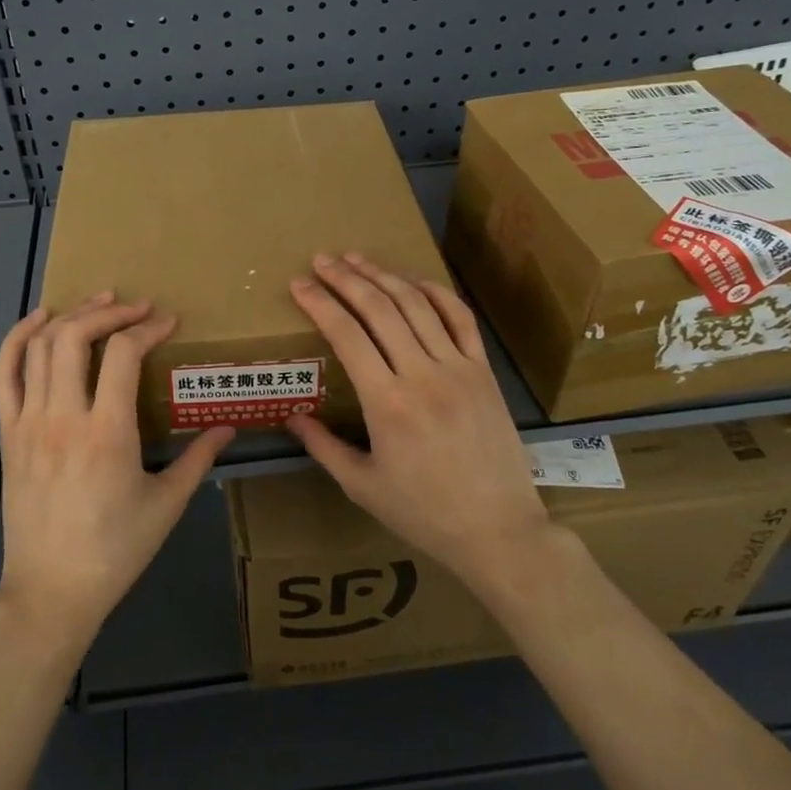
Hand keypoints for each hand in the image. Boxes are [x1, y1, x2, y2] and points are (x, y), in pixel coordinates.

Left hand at [0, 294, 233, 656]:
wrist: (50, 592)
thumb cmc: (114, 551)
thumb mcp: (166, 505)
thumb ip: (199, 459)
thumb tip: (229, 427)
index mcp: (107, 433)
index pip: (124, 354)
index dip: (149, 328)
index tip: (168, 322)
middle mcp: (63, 417)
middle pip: (76, 336)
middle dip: (109, 311)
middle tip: (136, 307)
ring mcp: (28, 423)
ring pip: (42, 347)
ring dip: (71, 315)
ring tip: (99, 303)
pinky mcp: (8, 434)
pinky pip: (4, 374)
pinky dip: (19, 338)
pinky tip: (40, 319)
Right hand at [286, 253, 551, 595]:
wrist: (499, 531)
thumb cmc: (424, 513)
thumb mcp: (363, 486)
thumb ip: (323, 447)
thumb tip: (291, 416)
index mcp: (387, 404)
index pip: (346, 335)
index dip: (320, 303)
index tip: (299, 284)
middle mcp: (422, 375)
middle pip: (379, 309)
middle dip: (346, 278)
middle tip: (322, 259)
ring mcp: (459, 368)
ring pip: (417, 305)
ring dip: (384, 275)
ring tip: (357, 258)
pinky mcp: (484, 371)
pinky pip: (460, 318)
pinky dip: (435, 292)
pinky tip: (412, 281)